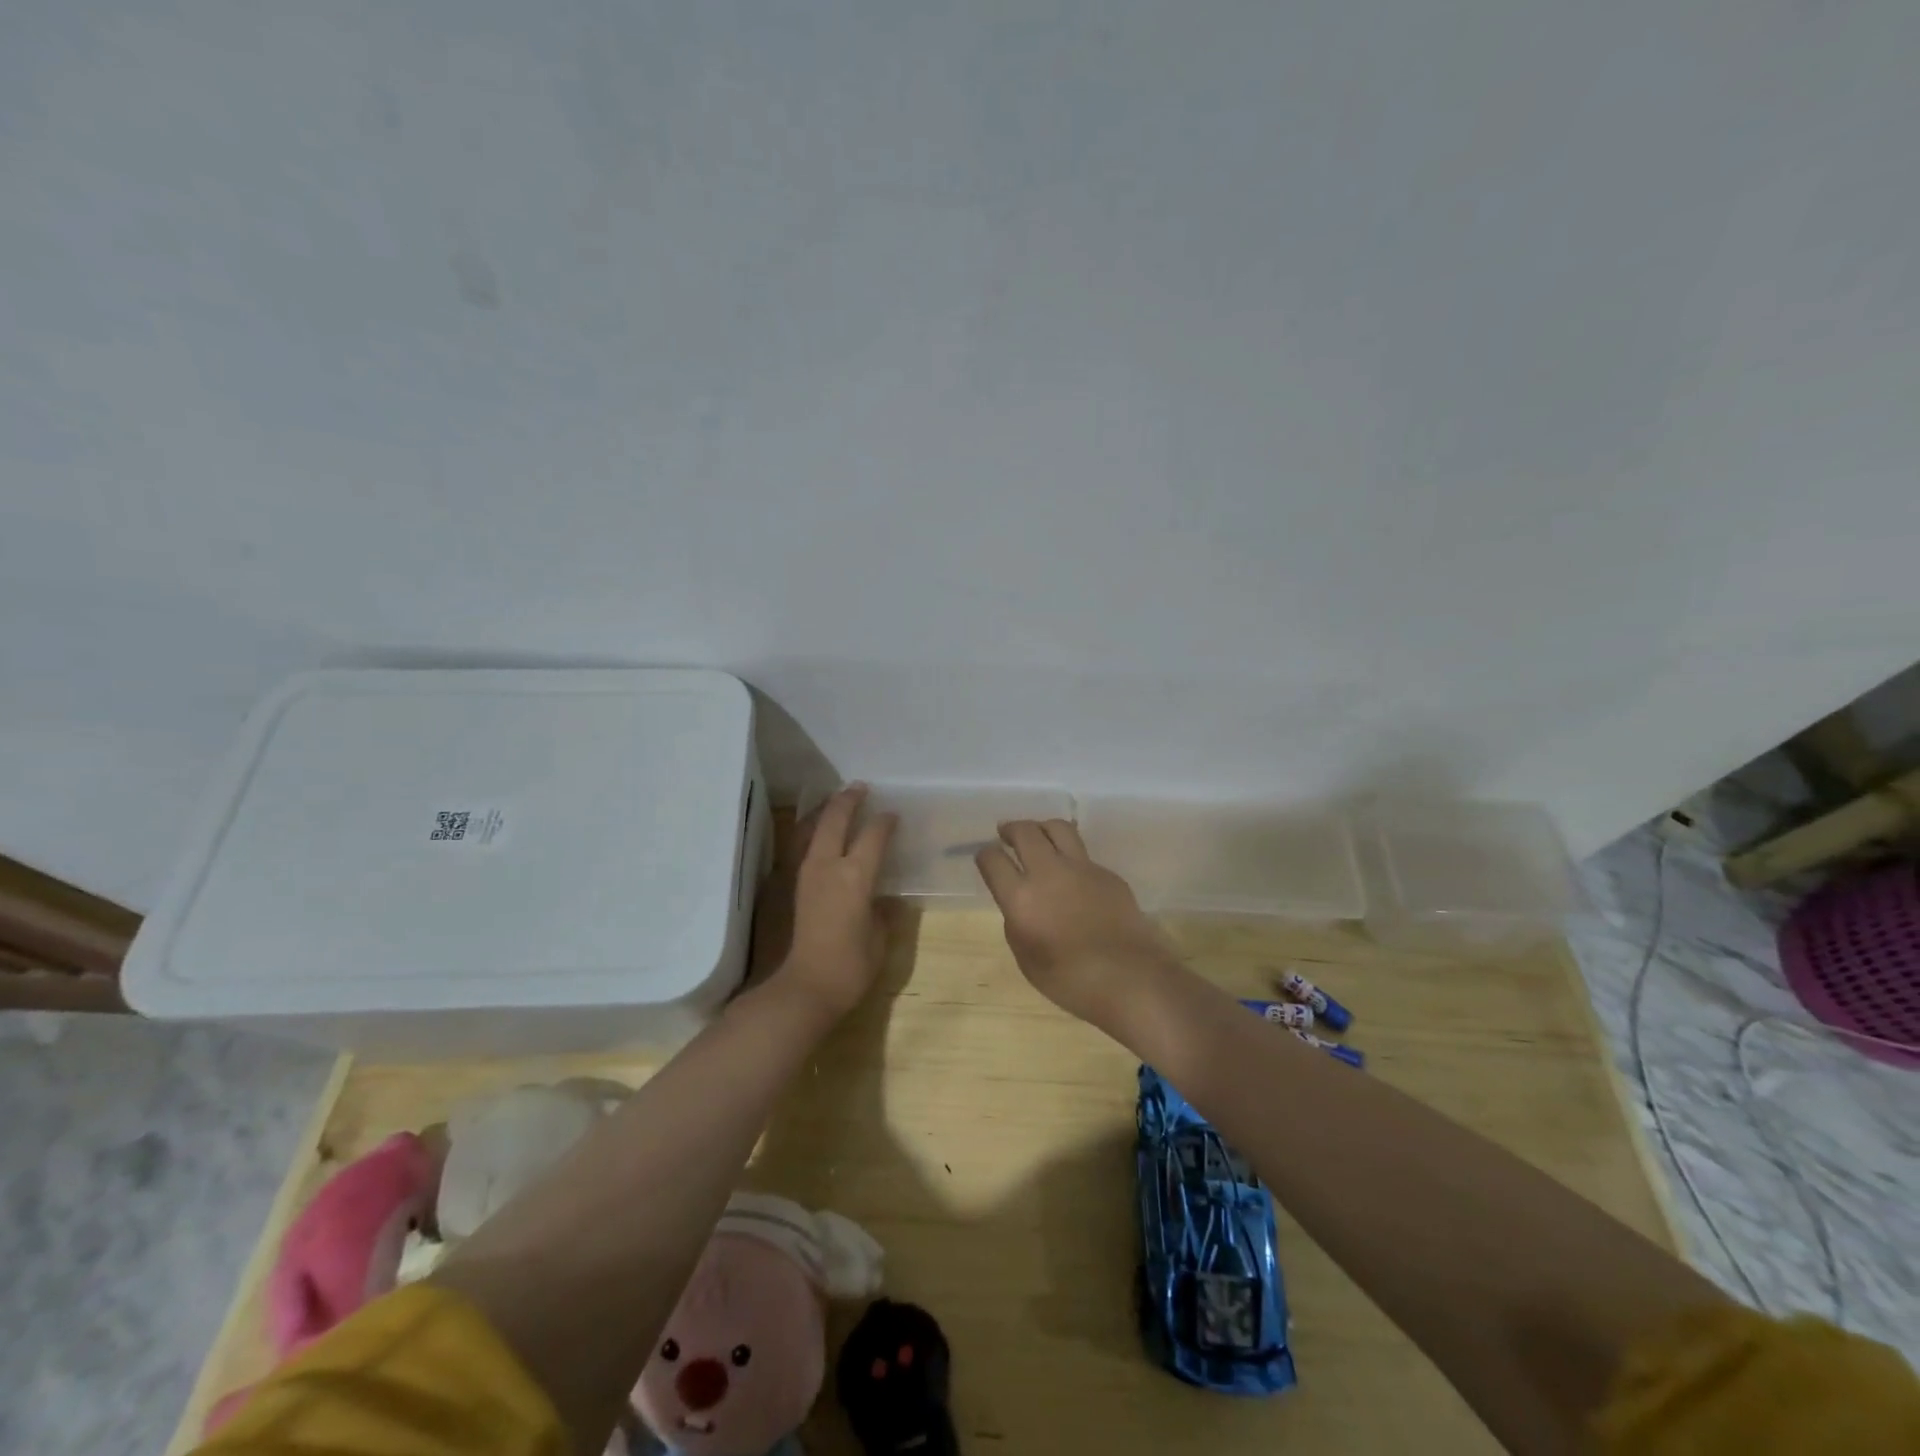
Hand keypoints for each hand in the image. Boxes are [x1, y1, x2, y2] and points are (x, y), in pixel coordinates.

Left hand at [767, 785, 896, 1021]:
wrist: (805, 988)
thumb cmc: (851, 966)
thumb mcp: (879, 938)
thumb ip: (883, 912)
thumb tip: (884, 899)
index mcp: (856, 876)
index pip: (874, 835)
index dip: (885, 822)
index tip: (893, 815)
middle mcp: (828, 865)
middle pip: (836, 819)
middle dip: (849, 800)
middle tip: (860, 788)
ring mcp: (805, 873)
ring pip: (812, 827)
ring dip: (825, 810)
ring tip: (836, 800)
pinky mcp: (792, 885)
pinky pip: (801, 844)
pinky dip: (810, 829)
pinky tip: (815, 830)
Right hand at [975, 819, 1174, 1026]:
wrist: (1130, 978)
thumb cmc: (1070, 980)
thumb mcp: (1027, 957)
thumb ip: (1017, 922)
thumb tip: (1020, 903)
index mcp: (1021, 897)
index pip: (992, 859)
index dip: (985, 856)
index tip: (986, 859)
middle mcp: (1048, 872)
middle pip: (1025, 831)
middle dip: (1011, 829)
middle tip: (1006, 833)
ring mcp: (1081, 868)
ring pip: (1057, 828)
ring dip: (1041, 828)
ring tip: (1039, 837)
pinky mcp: (1107, 873)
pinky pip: (1083, 854)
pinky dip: (1070, 856)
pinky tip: (1072, 876)